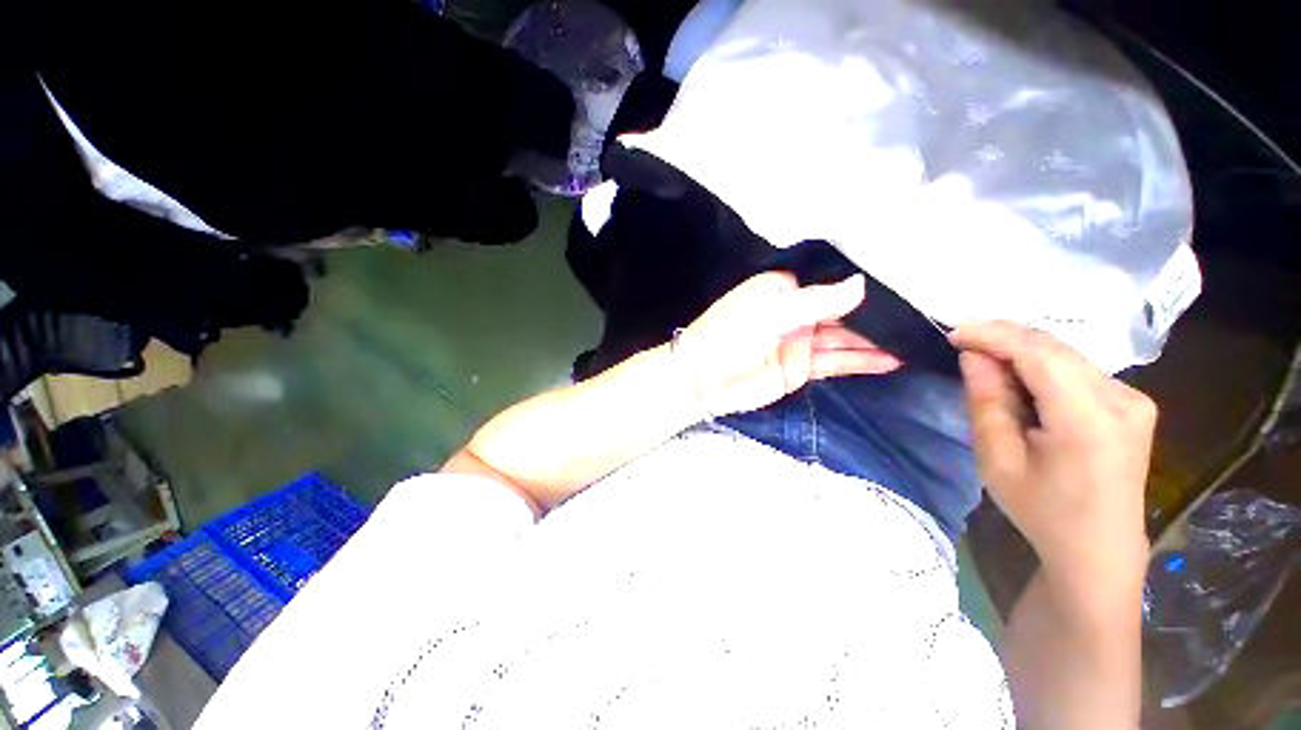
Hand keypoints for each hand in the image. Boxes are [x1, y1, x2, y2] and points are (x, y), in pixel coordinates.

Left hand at [675, 271, 900, 417]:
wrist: (702, 381)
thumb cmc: (730, 337)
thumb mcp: (772, 313)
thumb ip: (817, 302)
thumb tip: (862, 284)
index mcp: (783, 289)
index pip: (829, 281)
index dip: (862, 283)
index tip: (906, 279)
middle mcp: (795, 311)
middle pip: (841, 310)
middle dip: (876, 313)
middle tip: (923, 312)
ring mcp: (800, 341)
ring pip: (844, 337)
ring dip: (876, 340)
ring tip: (917, 338)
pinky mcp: (801, 368)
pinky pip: (837, 362)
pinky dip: (862, 361)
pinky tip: (892, 360)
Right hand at [949, 322, 1155, 579]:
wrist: (1098, 549)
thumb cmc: (1042, 510)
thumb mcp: (998, 459)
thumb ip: (986, 402)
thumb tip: (974, 357)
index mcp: (1089, 418)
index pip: (1039, 353)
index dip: (994, 335)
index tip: (953, 333)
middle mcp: (1122, 398)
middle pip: (1056, 348)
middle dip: (1004, 337)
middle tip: (962, 341)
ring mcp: (1133, 399)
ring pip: (1067, 355)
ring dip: (1021, 350)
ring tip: (984, 360)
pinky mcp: (1131, 404)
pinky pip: (1078, 369)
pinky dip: (1041, 365)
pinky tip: (1018, 377)